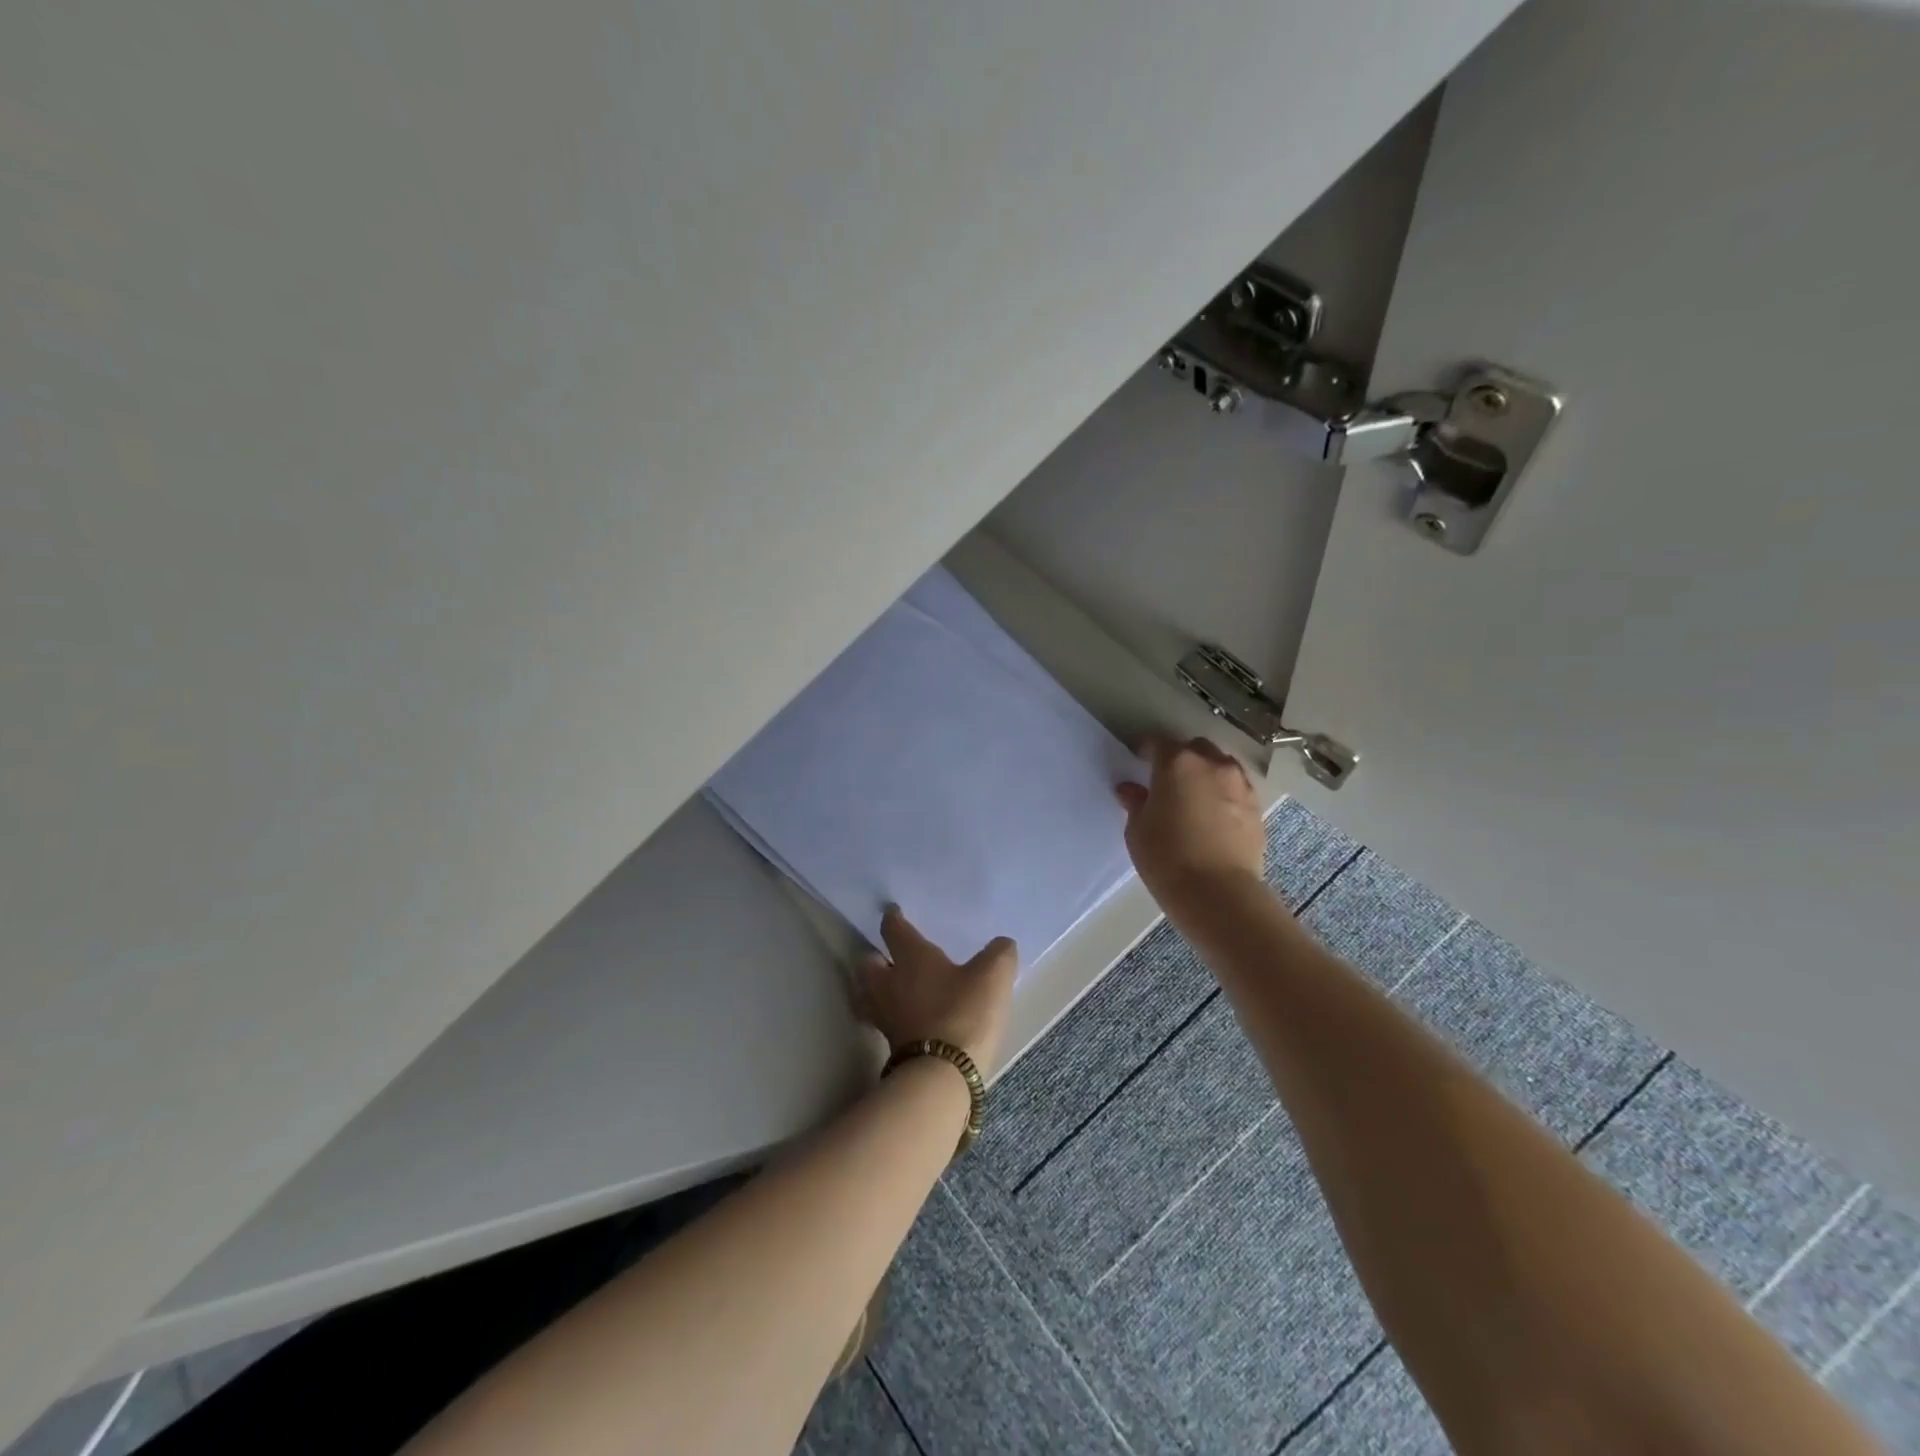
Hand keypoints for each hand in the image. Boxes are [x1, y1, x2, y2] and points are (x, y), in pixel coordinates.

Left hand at [859, 907, 1018, 1072]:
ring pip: (871, 993)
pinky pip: (885, 1019)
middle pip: (869, 964)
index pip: (894, 930)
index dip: (893, 919)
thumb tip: (1002, 945)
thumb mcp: (993, 975)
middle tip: (889, 954)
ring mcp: (886, 1016)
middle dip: (876, 957)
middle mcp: (889, 982)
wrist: (943, 1074)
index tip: (892, 912)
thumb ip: (999, 954)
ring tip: (895, 987)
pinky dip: (892, 1014)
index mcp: (910, 956)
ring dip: (878, 988)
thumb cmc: (964, 1011)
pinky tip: (909, 1016)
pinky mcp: (891, 1045)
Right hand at [1116, 736, 1266, 906]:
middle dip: (1181, 757)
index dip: (1147, 751)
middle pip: (1195, 748)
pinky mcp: (1257, 807)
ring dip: (1206, 773)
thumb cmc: (1167, 858)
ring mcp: (1239, 784)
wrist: (1218, 892)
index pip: (1158, 743)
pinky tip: (1215, 814)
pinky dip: (1224, 793)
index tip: (1139, 763)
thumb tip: (1130, 789)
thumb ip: (1136, 803)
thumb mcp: (1138, 831)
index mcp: (1177, 763)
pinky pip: (1237, 788)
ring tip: (1195, 796)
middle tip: (1168, 780)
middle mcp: (1212, 764)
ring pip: (1221, 765)